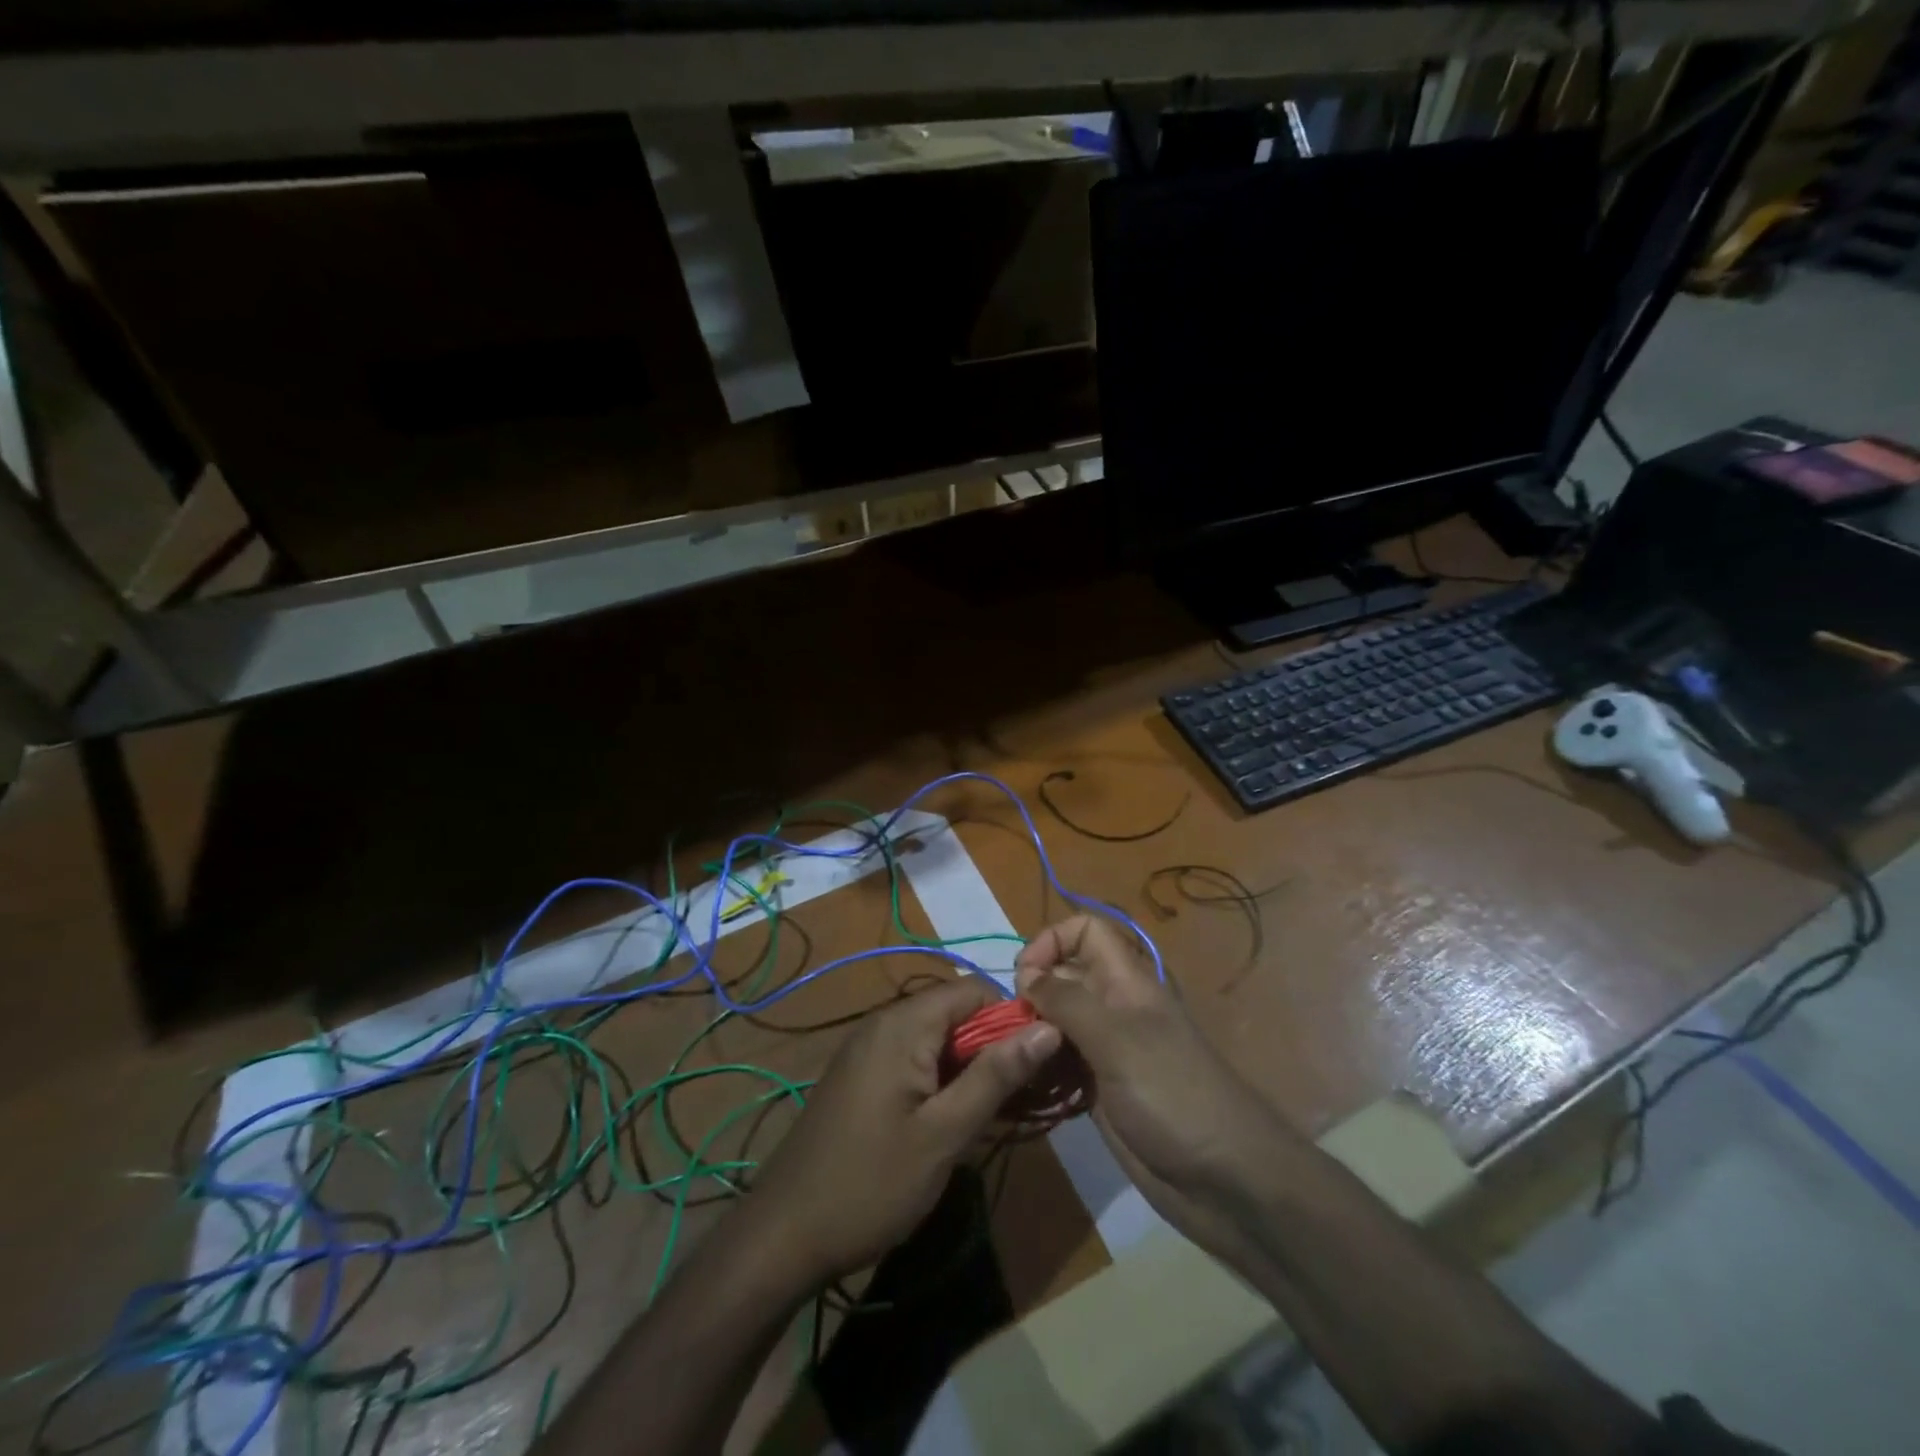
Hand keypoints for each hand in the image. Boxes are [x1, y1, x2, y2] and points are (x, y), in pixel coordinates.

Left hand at [744, 979, 1059, 1283]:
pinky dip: (939, 1080)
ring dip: (967, 1068)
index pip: (973, 990)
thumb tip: (1048, 1027)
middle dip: (991, 1048)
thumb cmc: (870, 1183)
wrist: (783, 1235)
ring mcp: (867, 1050)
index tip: (1035, 1064)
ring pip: (936, 1038)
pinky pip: (912, 1059)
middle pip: (954, 1012)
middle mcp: (883, 1023)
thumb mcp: (944, 1134)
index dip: (1010, 1019)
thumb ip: (996, 1076)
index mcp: (902, 1025)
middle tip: (1016, 1099)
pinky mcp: (860, 1076)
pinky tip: (949, 1123)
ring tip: (989, 1116)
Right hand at [1014, 917, 1285, 1201]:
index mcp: (1126, 982)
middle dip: (1031, 992)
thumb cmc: (1173, 1095)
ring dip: (1031, 1033)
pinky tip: (1022, 1083)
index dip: (1051, 941)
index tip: (1024, 978)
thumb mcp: (1117, 1039)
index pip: (1085, 932)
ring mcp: (1108, 1051)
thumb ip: (1068, 1002)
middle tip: (1008, 1027)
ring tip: (1008, 1056)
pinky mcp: (1101, 1090)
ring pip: (1058, 1022)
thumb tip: (1026, 974)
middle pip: (1064, 976)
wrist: (1225, 1180)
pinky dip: (1040, 1067)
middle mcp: (1114, 1008)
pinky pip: (1061, 1064)